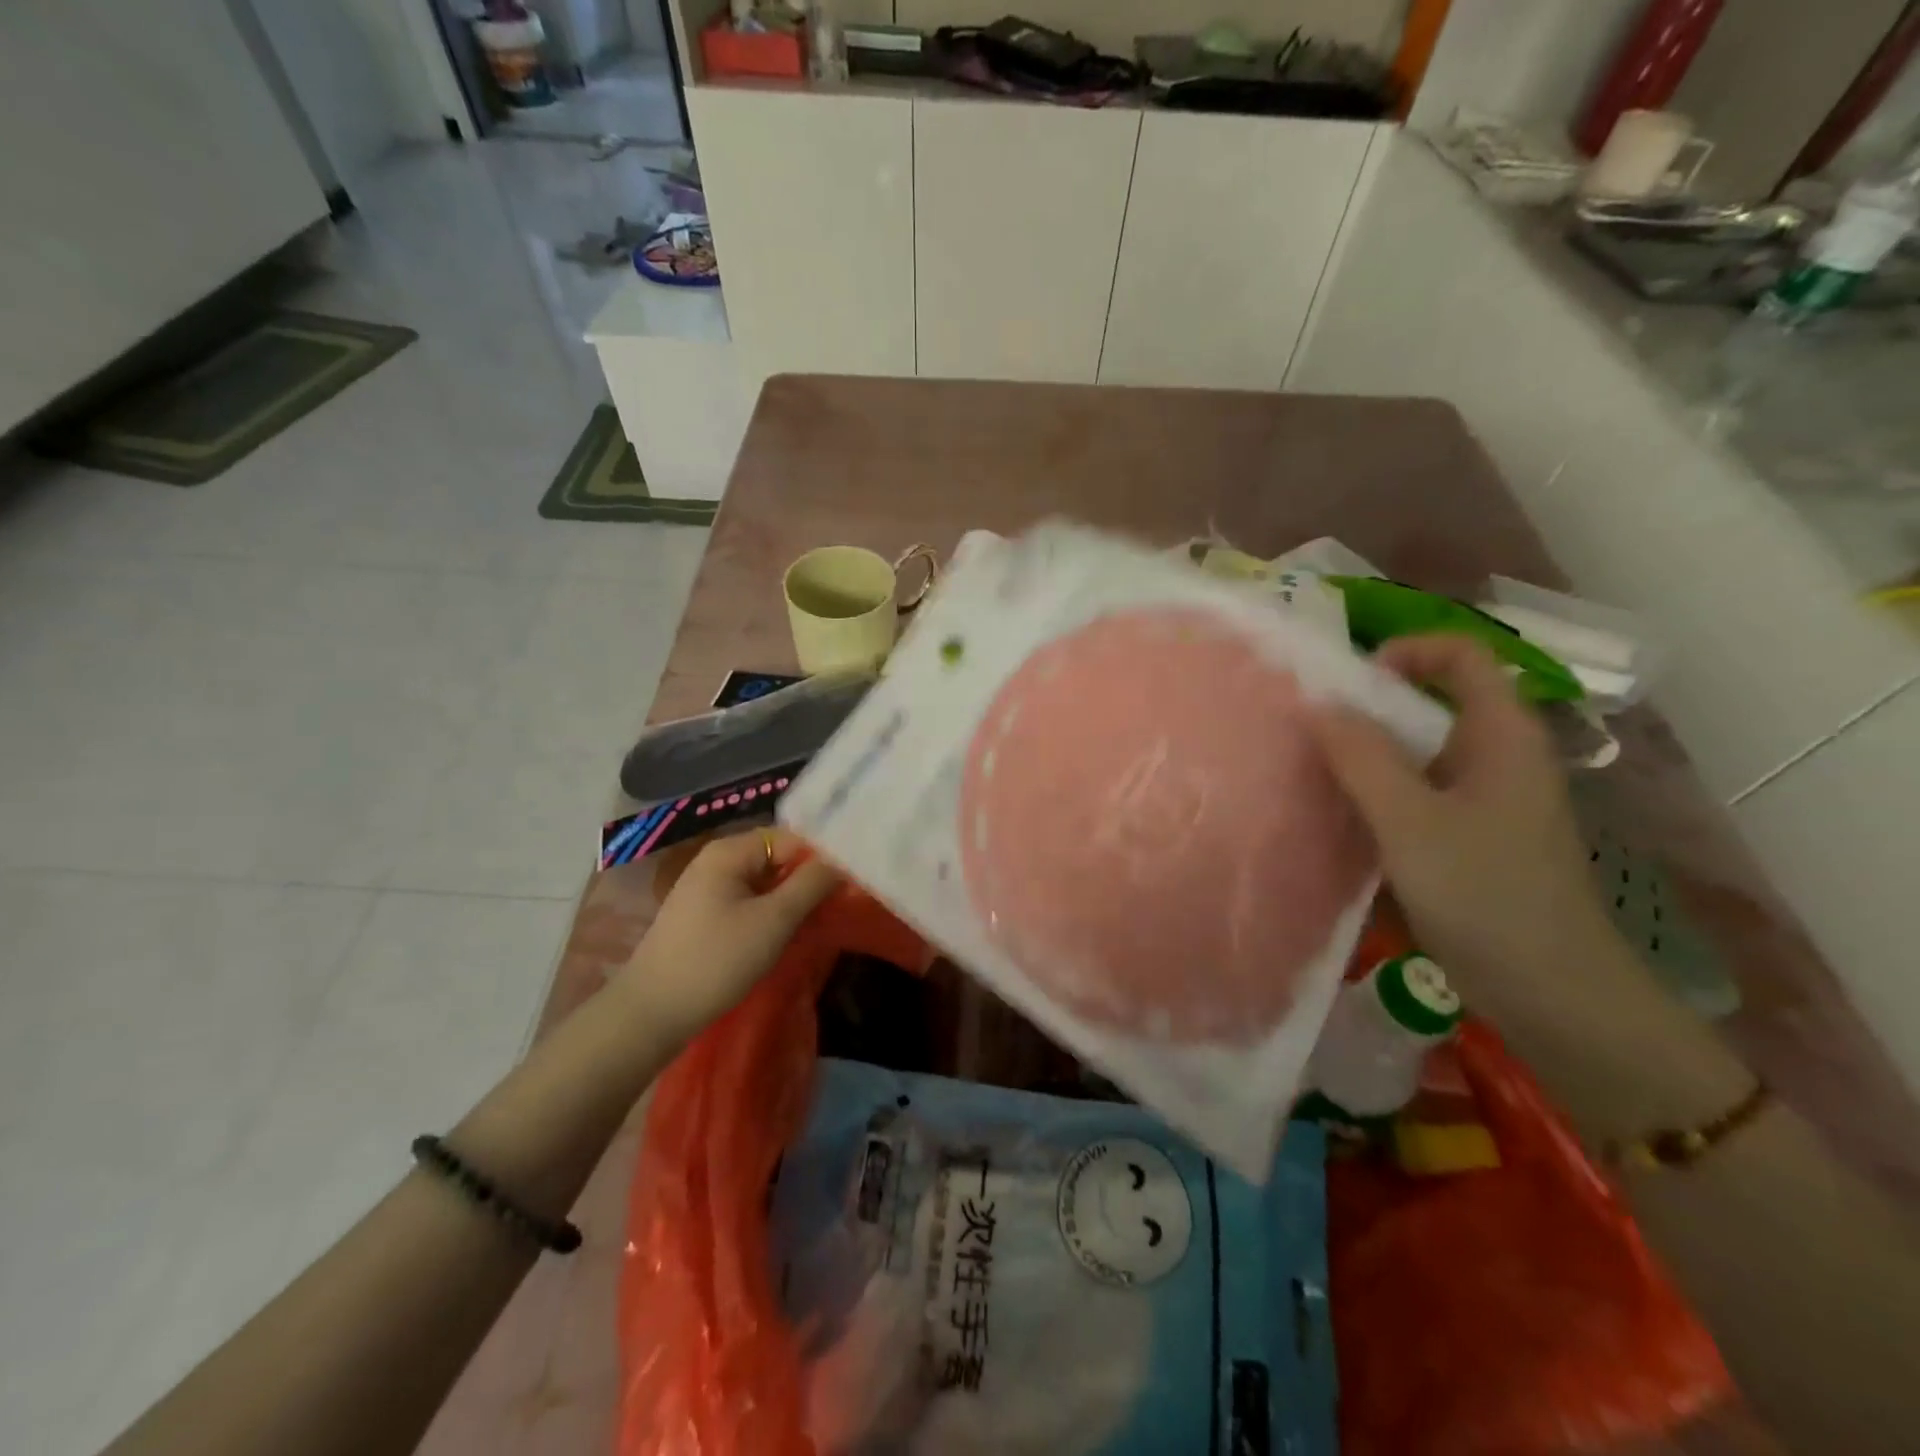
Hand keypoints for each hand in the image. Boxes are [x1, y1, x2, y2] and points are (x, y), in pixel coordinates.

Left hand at [615, 828, 839, 1043]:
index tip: (850, 883)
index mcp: (730, 851)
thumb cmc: (716, 960)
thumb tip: (842, 860)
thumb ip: (812, 884)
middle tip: (839, 903)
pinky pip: (749, 900)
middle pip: (777, 856)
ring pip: (765, 881)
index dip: (822, 857)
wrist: (651, 1013)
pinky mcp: (704, 914)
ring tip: (819, 920)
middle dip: (808, 878)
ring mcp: (707, 887)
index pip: (791, 837)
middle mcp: (717, 860)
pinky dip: (771, 912)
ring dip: (791, 898)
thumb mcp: (774, 920)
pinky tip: (787, 933)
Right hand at [1308, 634, 1622, 1012]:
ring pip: (1419, 752)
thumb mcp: (1411, 821)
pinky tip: (1342, 818)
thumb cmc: (1487, 894)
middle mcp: (1497, 756)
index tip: (1351, 684)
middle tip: (1313, 730)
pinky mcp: (1470, 838)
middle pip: (1433, 702)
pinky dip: (1377, 794)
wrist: (1553, 993)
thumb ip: (1362, 758)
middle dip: (1370, 707)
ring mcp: (1485, 800)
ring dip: (1368, 754)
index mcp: (1502, 735)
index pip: (1461, 654)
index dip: (1407, 651)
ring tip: (1315, 772)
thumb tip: (1318, 704)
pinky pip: (1416, 794)